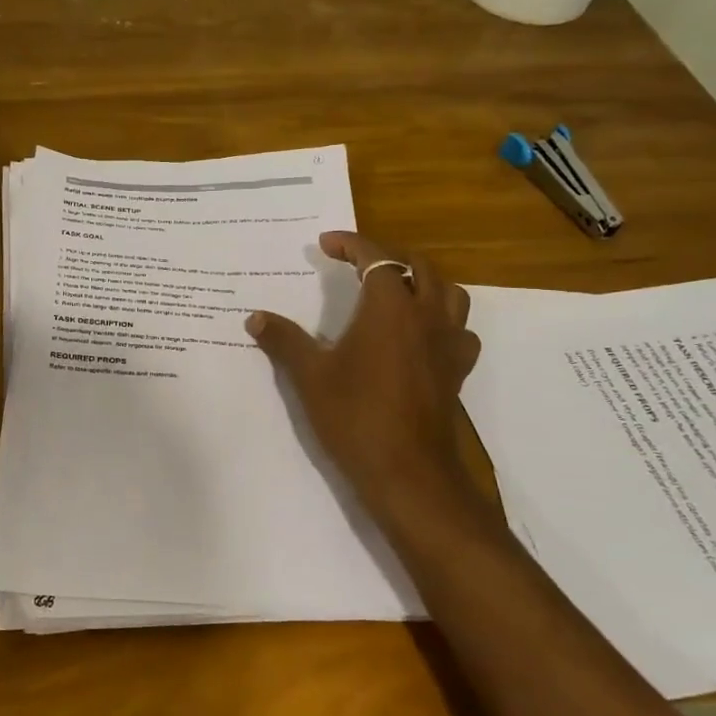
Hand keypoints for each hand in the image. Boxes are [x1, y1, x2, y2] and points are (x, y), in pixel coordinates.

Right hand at [247, 231, 484, 524]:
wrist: (407, 472)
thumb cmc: (355, 416)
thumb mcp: (310, 376)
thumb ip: (283, 340)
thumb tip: (255, 318)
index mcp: (390, 309)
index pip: (377, 258)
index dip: (351, 244)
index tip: (325, 244)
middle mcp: (426, 317)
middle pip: (417, 266)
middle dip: (386, 255)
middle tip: (355, 261)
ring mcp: (448, 344)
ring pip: (448, 292)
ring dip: (422, 280)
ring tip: (395, 288)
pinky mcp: (456, 371)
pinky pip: (459, 329)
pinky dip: (442, 319)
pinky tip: (422, 334)